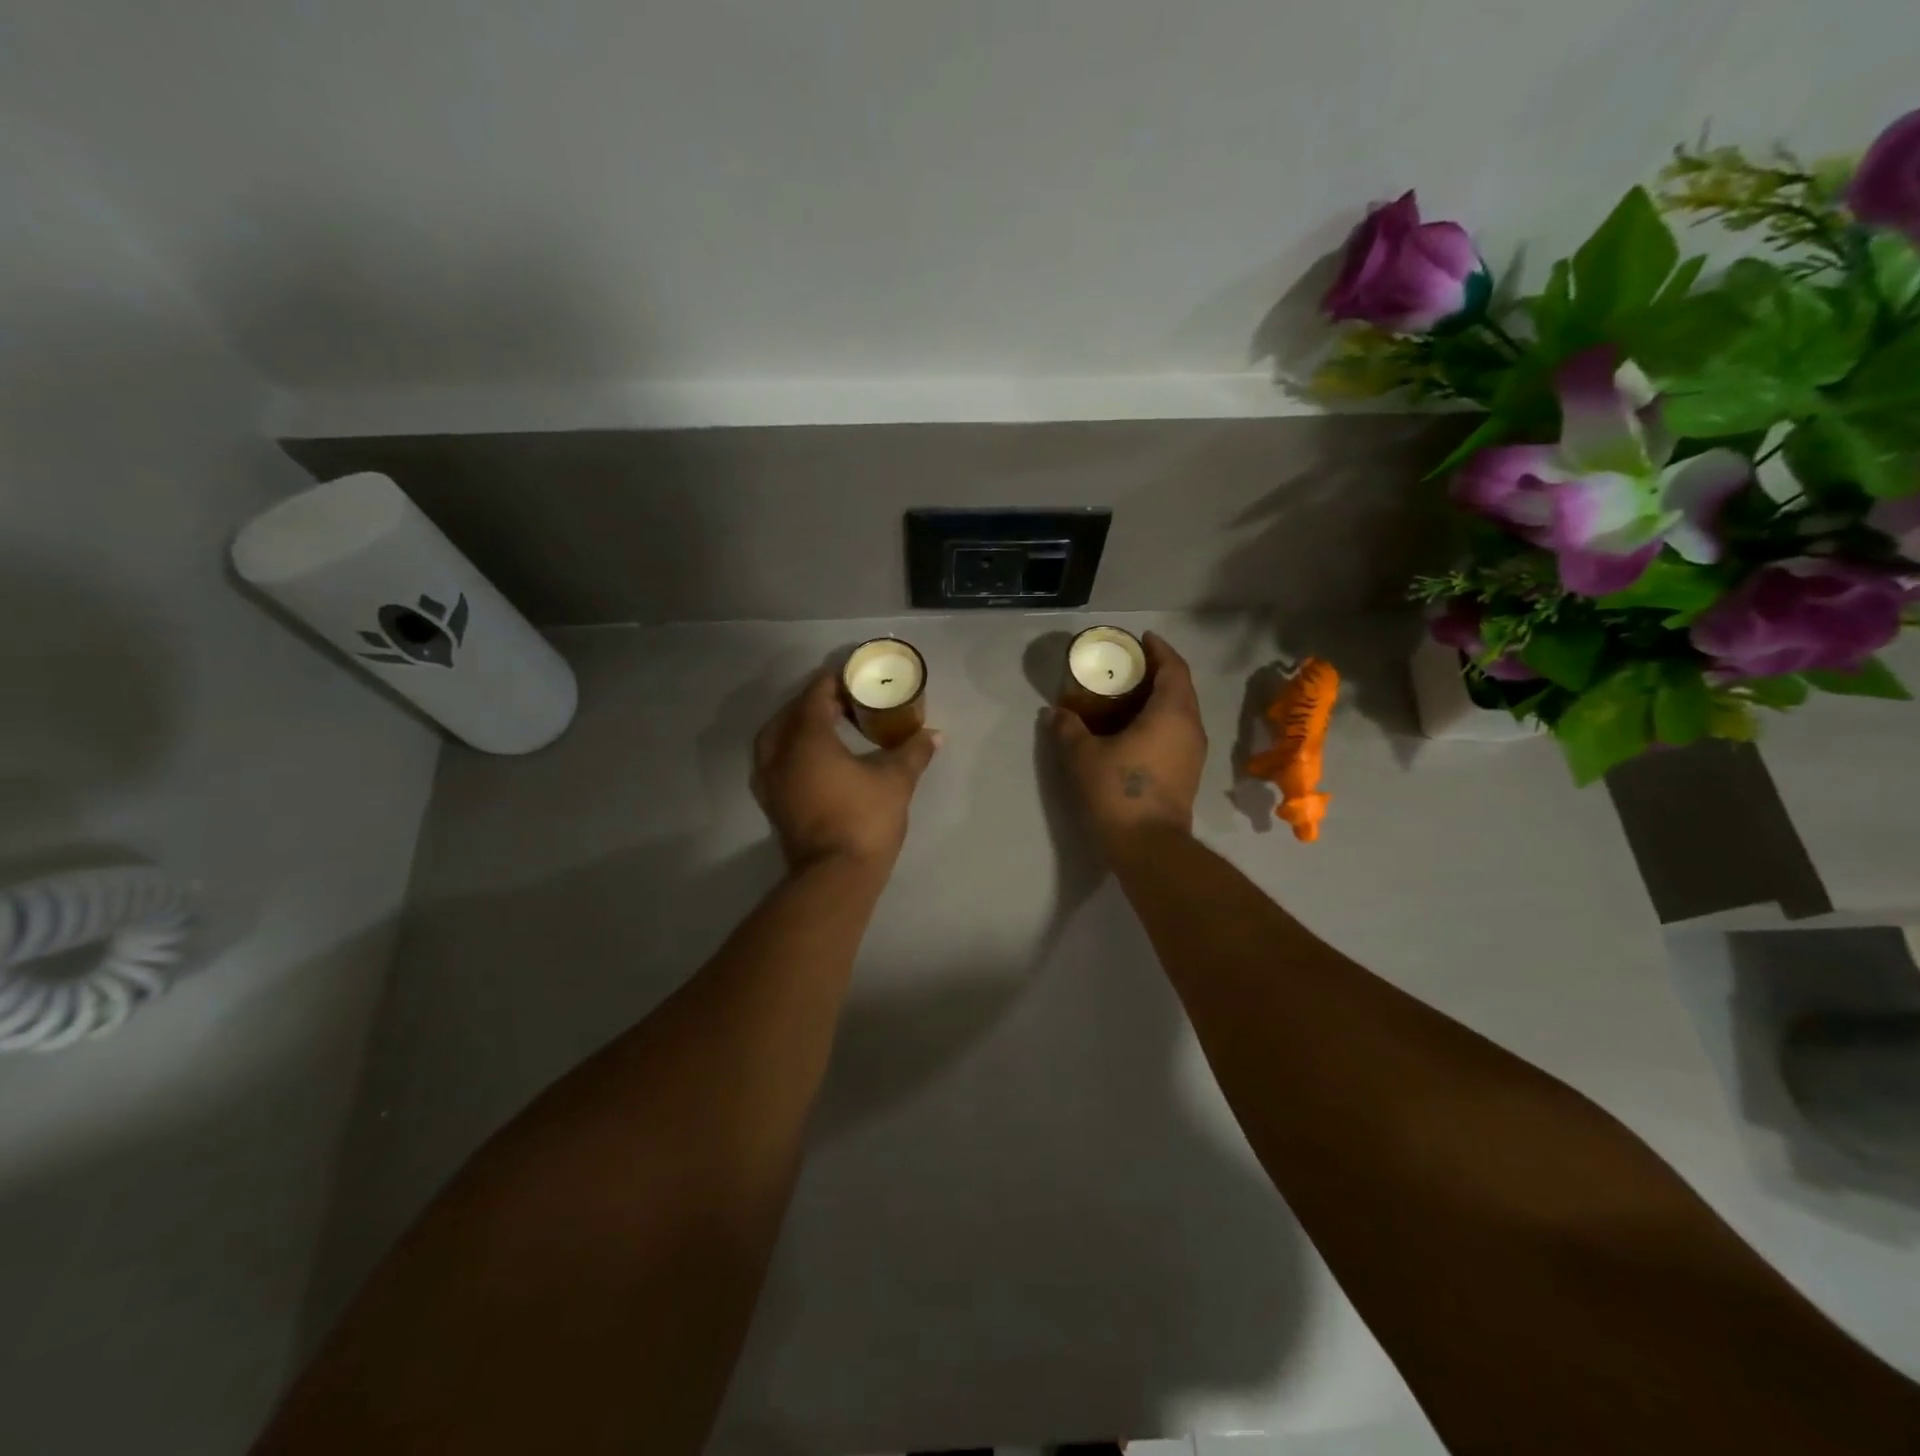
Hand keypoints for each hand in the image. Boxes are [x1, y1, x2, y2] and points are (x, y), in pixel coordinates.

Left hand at [753, 671, 940, 871]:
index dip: (833, 681)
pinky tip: (814, 759)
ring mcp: (770, 780)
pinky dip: (791, 750)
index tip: (853, 676)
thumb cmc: (864, 819)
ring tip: (826, 726)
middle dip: (814, 702)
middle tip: (843, 702)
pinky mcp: (772, 802)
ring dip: (797, 726)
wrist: (834, 877)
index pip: (814, 695)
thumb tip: (934, 735)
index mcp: (806, 739)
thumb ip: (912, 752)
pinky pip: (774, 761)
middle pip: (790, 713)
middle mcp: (779, 754)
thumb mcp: (895, 781)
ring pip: (775, 738)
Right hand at [1048, 632, 1206, 858]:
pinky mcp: (1187, 774)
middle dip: (1157, 672)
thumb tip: (1054, 712)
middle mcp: (1190, 728)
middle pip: (1180, 688)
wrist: (1149, 847)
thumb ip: (1067, 728)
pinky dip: (1158, 721)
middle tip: (1127, 666)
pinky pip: (1176, 733)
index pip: (1173, 668)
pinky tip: (1132, 730)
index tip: (1142, 639)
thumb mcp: (1082, 756)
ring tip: (1126, 696)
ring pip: (1180, 713)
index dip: (1159, 649)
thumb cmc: (1118, 791)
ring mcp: (1193, 753)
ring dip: (1158, 699)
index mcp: (1172, 713)